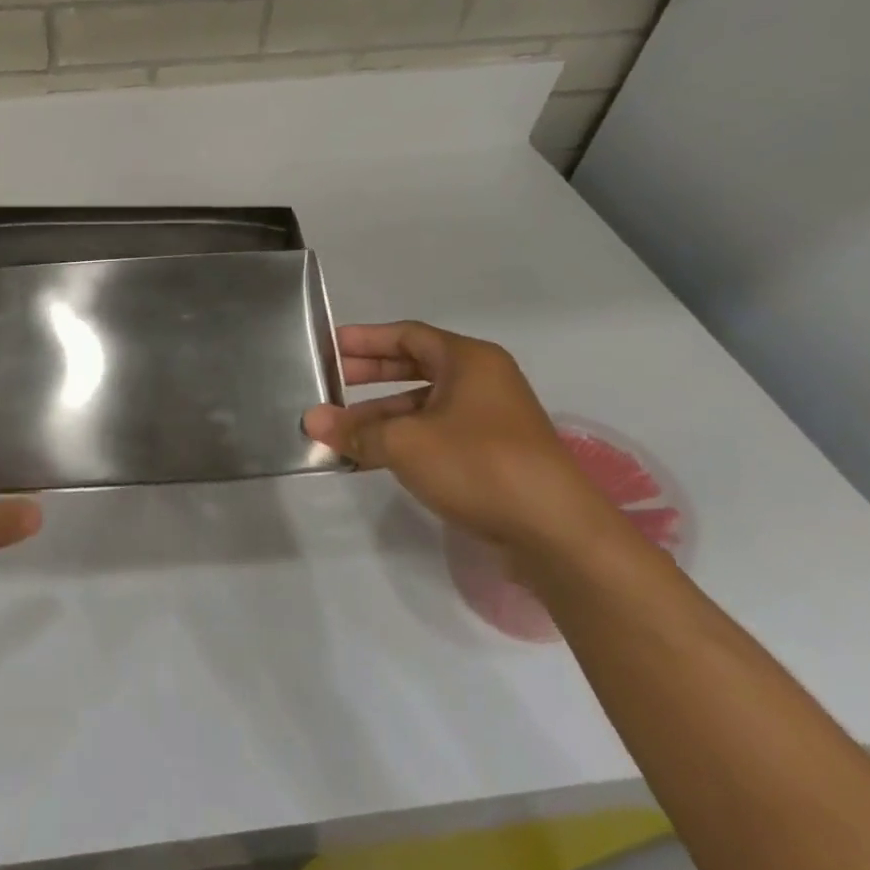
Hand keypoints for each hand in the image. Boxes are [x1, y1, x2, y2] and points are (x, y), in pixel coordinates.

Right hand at [303, 322, 616, 559]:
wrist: (557, 534)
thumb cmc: (479, 465)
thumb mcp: (405, 443)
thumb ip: (355, 430)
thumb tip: (311, 420)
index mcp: (469, 361)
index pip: (407, 335)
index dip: (364, 339)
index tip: (328, 347)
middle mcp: (482, 382)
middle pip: (414, 367)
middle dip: (368, 375)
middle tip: (328, 382)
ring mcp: (489, 421)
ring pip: (422, 406)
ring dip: (380, 415)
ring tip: (338, 428)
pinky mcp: (492, 456)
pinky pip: (435, 435)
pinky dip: (402, 440)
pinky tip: (368, 458)